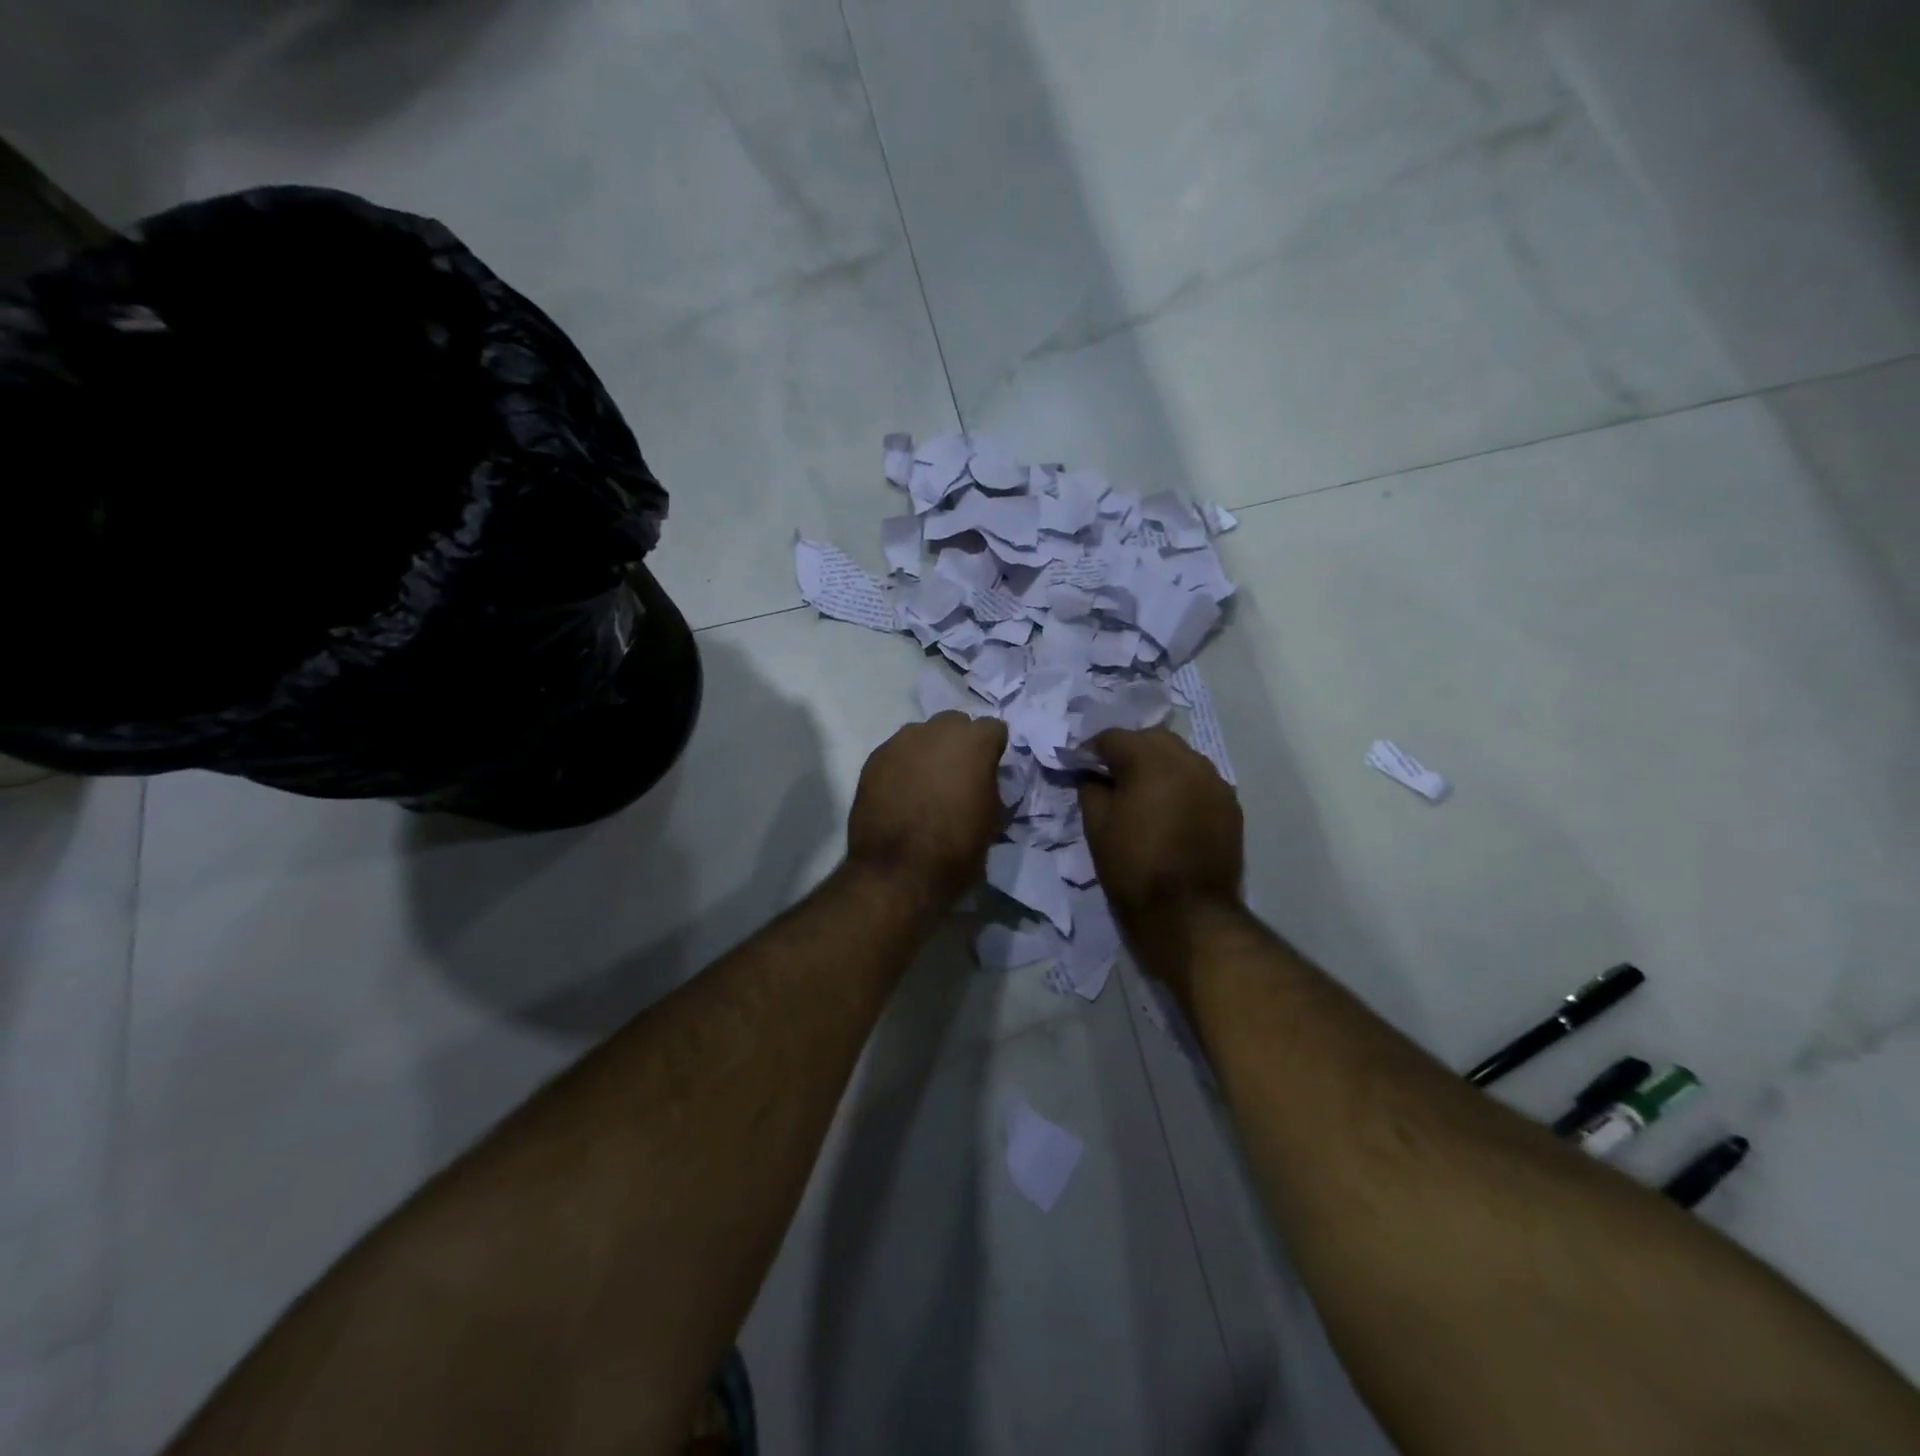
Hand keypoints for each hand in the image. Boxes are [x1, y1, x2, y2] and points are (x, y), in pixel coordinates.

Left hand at [846, 712, 1008, 909]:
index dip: (992, 749)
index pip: (993, 728)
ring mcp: (901, 741)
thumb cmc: (956, 848)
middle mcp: (937, 730)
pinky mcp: (874, 758)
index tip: (989, 770)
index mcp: (974, 742)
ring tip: (925, 783)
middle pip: (955, 723)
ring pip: (922, 735)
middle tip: (957, 774)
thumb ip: (990, 784)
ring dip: (928, 751)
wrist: (898, 871)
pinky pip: (896, 752)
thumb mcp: (993, 818)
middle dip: (959, 742)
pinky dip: (902, 766)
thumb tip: (982, 779)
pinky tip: (901, 792)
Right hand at [1078, 727, 1243, 958]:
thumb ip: (1091, 789)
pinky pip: (1200, 779)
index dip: (1092, 749)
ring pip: (1181, 755)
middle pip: (1152, 738)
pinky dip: (1181, 783)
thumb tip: (1094, 775)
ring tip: (1143, 791)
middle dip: (1129, 749)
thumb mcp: (1097, 827)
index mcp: (1151, 762)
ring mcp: (1215, 781)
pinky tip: (1170, 808)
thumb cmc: (1133, 868)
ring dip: (1158, 764)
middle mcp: (1188, 761)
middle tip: (1111, 775)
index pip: (1115, 737)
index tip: (1080, 765)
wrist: (1188, 914)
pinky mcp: (1230, 804)